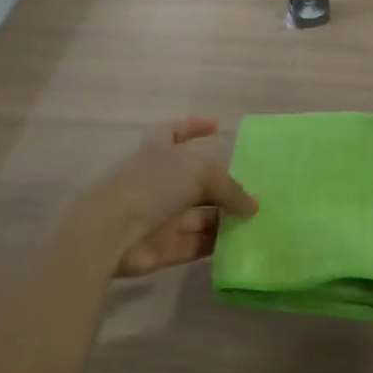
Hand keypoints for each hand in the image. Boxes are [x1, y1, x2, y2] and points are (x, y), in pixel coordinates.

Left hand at [92, 119, 257, 279]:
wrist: (113, 231)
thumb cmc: (153, 185)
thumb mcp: (199, 172)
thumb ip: (229, 188)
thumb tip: (252, 206)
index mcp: (158, 151)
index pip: (175, 131)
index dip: (194, 126)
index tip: (216, 125)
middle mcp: (159, 181)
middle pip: (197, 182)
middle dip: (224, 187)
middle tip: (256, 193)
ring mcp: (161, 215)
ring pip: (200, 216)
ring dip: (226, 219)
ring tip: (259, 222)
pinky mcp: (164, 247)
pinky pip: (197, 243)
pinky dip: (218, 244)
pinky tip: (244, 244)